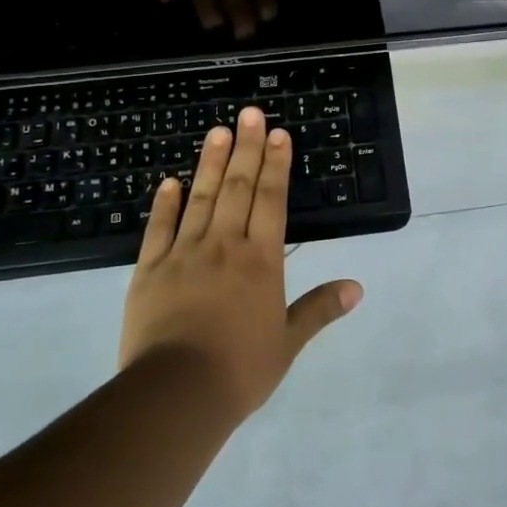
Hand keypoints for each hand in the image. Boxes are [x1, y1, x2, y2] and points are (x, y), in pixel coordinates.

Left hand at [119, 107, 362, 420]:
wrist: (176, 393)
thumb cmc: (240, 369)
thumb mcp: (288, 342)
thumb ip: (319, 309)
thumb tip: (357, 287)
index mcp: (260, 260)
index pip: (271, 200)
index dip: (276, 165)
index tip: (278, 134)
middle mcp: (224, 245)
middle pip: (238, 188)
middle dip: (247, 148)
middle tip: (250, 113)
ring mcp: (184, 254)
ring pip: (201, 198)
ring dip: (210, 163)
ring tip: (216, 131)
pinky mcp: (149, 270)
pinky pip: (158, 228)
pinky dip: (164, 203)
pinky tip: (169, 181)